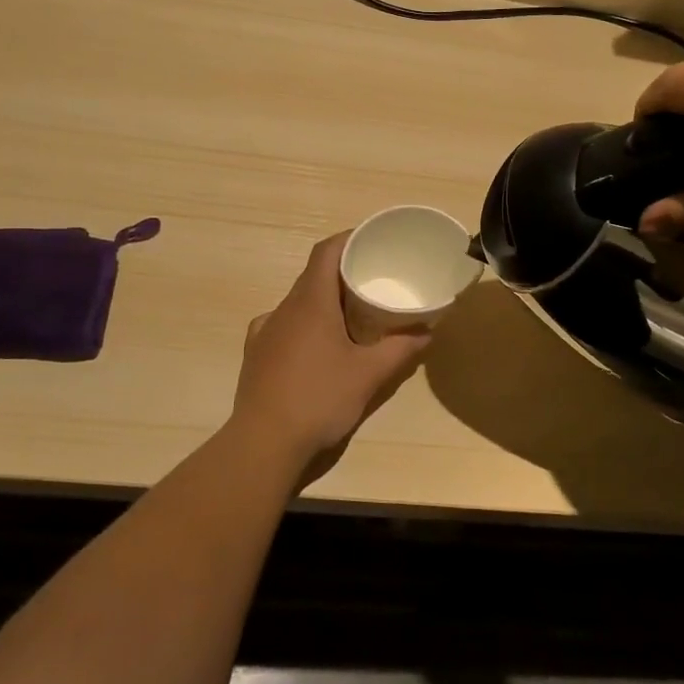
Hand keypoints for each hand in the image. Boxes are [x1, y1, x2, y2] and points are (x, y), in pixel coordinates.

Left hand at [230, 233, 430, 479]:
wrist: (263, 443)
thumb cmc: (319, 399)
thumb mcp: (368, 375)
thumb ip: (400, 349)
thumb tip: (428, 332)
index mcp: (310, 302)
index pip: (326, 252)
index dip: (348, 240)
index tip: (371, 241)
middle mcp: (283, 308)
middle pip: (312, 276)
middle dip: (342, 273)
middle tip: (372, 282)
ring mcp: (264, 331)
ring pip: (297, 303)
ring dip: (323, 302)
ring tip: (349, 317)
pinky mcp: (255, 354)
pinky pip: (283, 326)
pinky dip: (304, 326)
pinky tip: (317, 348)